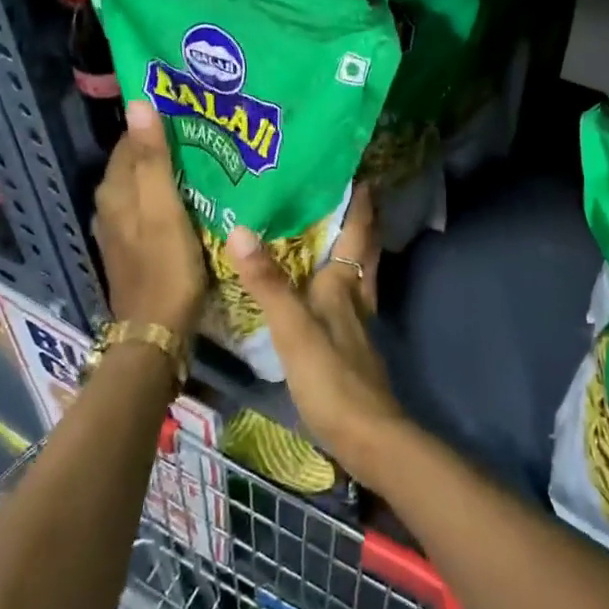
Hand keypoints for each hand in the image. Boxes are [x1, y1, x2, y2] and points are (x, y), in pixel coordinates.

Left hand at [93, 100, 206, 334]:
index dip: (158, 122)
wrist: (156, 332)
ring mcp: (121, 228)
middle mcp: (110, 204)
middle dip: (167, 145)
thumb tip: (138, 103)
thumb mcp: (164, 210)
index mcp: (114, 190)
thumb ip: (153, 159)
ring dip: (170, 172)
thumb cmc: (165, 268)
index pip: (131, 139)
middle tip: (209, 133)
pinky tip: (196, 199)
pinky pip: (151, 208)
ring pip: (145, 186)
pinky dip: (170, 197)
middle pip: (137, 162)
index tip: (193, 111)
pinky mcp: (135, 247)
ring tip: (209, 160)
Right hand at [226, 186, 404, 474]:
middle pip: (364, 251)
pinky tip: (323, 291)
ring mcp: (356, 325)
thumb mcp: (292, 327)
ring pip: (359, 275)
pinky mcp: (351, 348)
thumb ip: (267, 282)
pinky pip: (347, 300)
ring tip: (333, 231)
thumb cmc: (331, 377)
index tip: (363, 173)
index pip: (357, 233)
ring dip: (354, 250)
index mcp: (343, 285)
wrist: (366, 436)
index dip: (361, 203)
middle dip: (362, 221)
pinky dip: (340, 282)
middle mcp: (355, 298)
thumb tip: (241, 229)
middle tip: (350, 193)